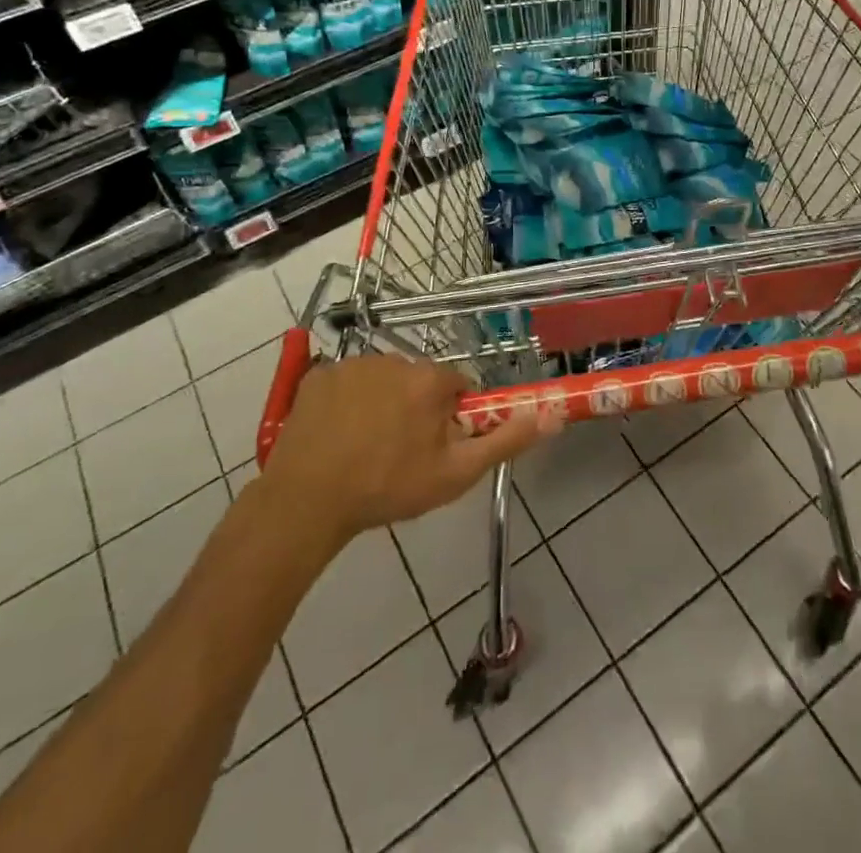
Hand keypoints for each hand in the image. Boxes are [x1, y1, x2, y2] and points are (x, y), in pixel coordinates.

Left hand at [261, 354, 553, 544]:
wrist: (307, 501)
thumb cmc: (388, 487)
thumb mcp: (456, 473)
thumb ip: (506, 440)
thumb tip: (552, 413)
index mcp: (430, 380)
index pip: (457, 386)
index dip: (452, 416)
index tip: (438, 445)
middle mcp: (395, 360)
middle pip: (419, 380)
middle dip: (417, 408)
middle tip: (401, 451)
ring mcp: (352, 365)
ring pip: (382, 380)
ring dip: (382, 403)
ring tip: (365, 447)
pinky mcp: (318, 376)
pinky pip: (346, 382)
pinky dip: (347, 402)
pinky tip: (337, 434)